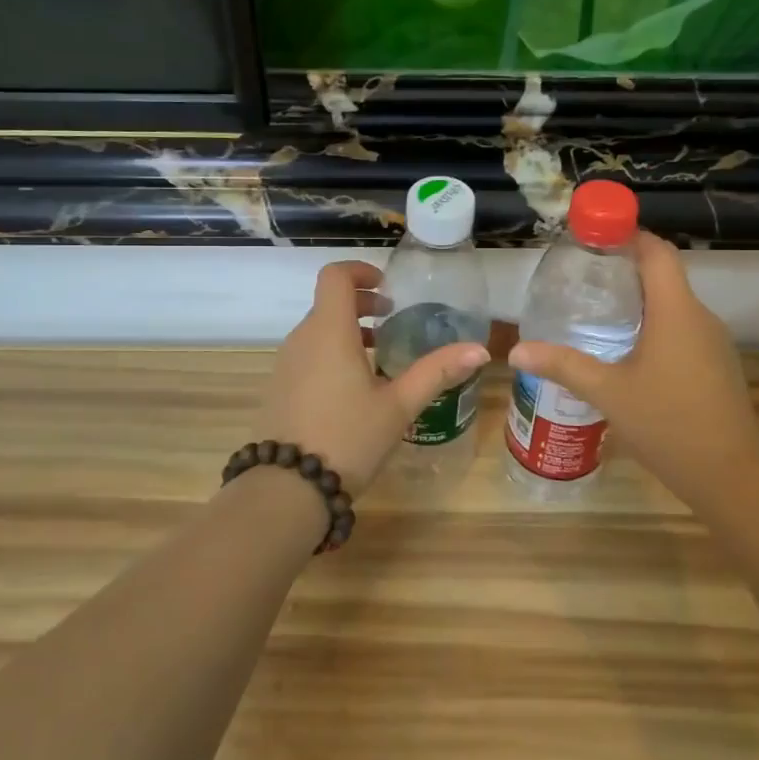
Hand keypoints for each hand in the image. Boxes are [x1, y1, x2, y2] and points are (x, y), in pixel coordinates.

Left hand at [255, 260, 488, 491]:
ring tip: (378, 356)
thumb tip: (480, 349)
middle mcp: (301, 339)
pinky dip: (330, 353)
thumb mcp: (399, 406)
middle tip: (392, 320)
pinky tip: (353, 389)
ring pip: (317, 330)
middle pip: (328, 302)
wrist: (287, 488)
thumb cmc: (348, 438)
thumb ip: (437, 372)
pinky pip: (306, 355)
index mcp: (329, 331)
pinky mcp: (278, 388)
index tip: (387, 288)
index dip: (360, 271)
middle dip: (361, 304)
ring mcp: (285, 364)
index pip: (335, 276)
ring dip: (347, 330)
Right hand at [508, 233, 758, 507]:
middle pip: (663, 276)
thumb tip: (516, 351)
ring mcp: (713, 343)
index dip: (628, 235)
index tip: (594, 236)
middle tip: (582, 277)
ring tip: (596, 312)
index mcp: (676, 311)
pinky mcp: (716, 366)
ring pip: (673, 306)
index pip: (657, 252)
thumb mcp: (607, 392)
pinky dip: (654, 327)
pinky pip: (682, 330)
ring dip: (638, 301)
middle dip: (624, 269)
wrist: (732, 476)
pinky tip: (626, 352)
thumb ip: (563, 365)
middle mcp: (699, 317)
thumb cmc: (668, 423)